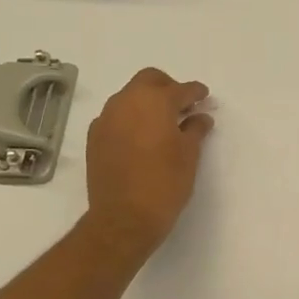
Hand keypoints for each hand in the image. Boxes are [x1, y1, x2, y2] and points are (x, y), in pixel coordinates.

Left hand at [82, 68, 213, 258]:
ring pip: (129, 97)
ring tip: (162, 124)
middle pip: (149, 80)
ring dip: (146, 103)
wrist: (123, 218)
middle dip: (167, 87)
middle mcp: (126, 102)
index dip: (196, 92)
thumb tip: (200, 117)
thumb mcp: (189, 155)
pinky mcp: (94, 137)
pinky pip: (115, 117)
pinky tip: (141, 138)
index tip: (204, 98)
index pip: (181, 89)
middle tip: (182, 106)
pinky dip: (130, 119)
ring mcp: (106, 118)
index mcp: (154, 101)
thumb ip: (196, 129)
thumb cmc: (164, 183)